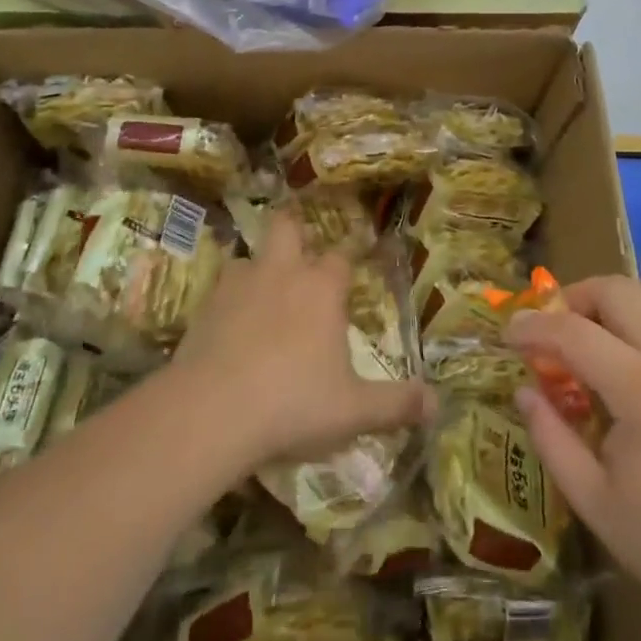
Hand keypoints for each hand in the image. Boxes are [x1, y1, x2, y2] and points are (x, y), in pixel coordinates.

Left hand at [171, 212, 434, 470]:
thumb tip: (437, 404)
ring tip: (261, 294)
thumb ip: (395, 404)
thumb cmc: (292, 402)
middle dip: (295, 232)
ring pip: (249, 257)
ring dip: (257, 269)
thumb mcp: (353, 410)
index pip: (341, 258)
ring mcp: (238, 285)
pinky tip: (228, 326)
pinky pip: (219, 290)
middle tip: (299, 252)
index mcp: (321, 288)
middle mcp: (281, 273)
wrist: (210, 412)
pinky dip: (227, 300)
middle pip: (287, 228)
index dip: (347, 263)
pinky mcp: (203, 307)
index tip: (350, 275)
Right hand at [506, 275, 640, 623]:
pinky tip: (633, 339)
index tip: (507, 334)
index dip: (533, 327)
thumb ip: (550, 438)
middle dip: (572, 298)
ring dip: (608, 298)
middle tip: (550, 331)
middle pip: (614, 290)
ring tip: (588, 331)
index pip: (574, 333)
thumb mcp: (592, 500)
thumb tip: (523, 390)